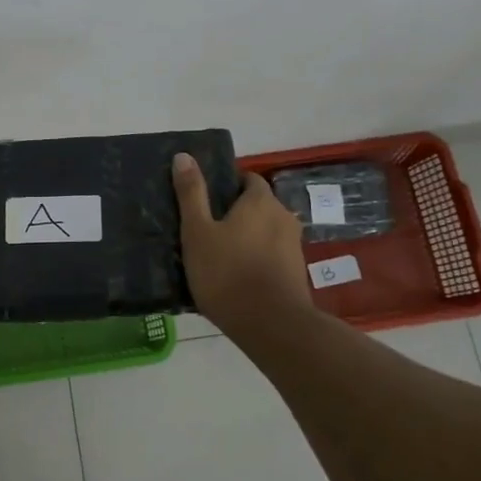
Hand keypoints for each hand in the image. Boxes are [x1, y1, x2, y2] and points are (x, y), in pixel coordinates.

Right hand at [173, 153, 313, 337]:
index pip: (248, 179)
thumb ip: (191, 194)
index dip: (227, 185)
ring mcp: (294, 246)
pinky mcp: (296, 272)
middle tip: (207, 230)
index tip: (206, 202)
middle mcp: (284, 216)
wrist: (270, 325)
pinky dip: (256, 259)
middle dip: (236, 213)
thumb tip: (184, 155)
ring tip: (219, 256)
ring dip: (247, 238)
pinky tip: (236, 277)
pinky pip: (272, 255)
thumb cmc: (227, 272)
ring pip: (265, 232)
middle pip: (258, 205)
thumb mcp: (197, 231)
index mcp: (261, 201)